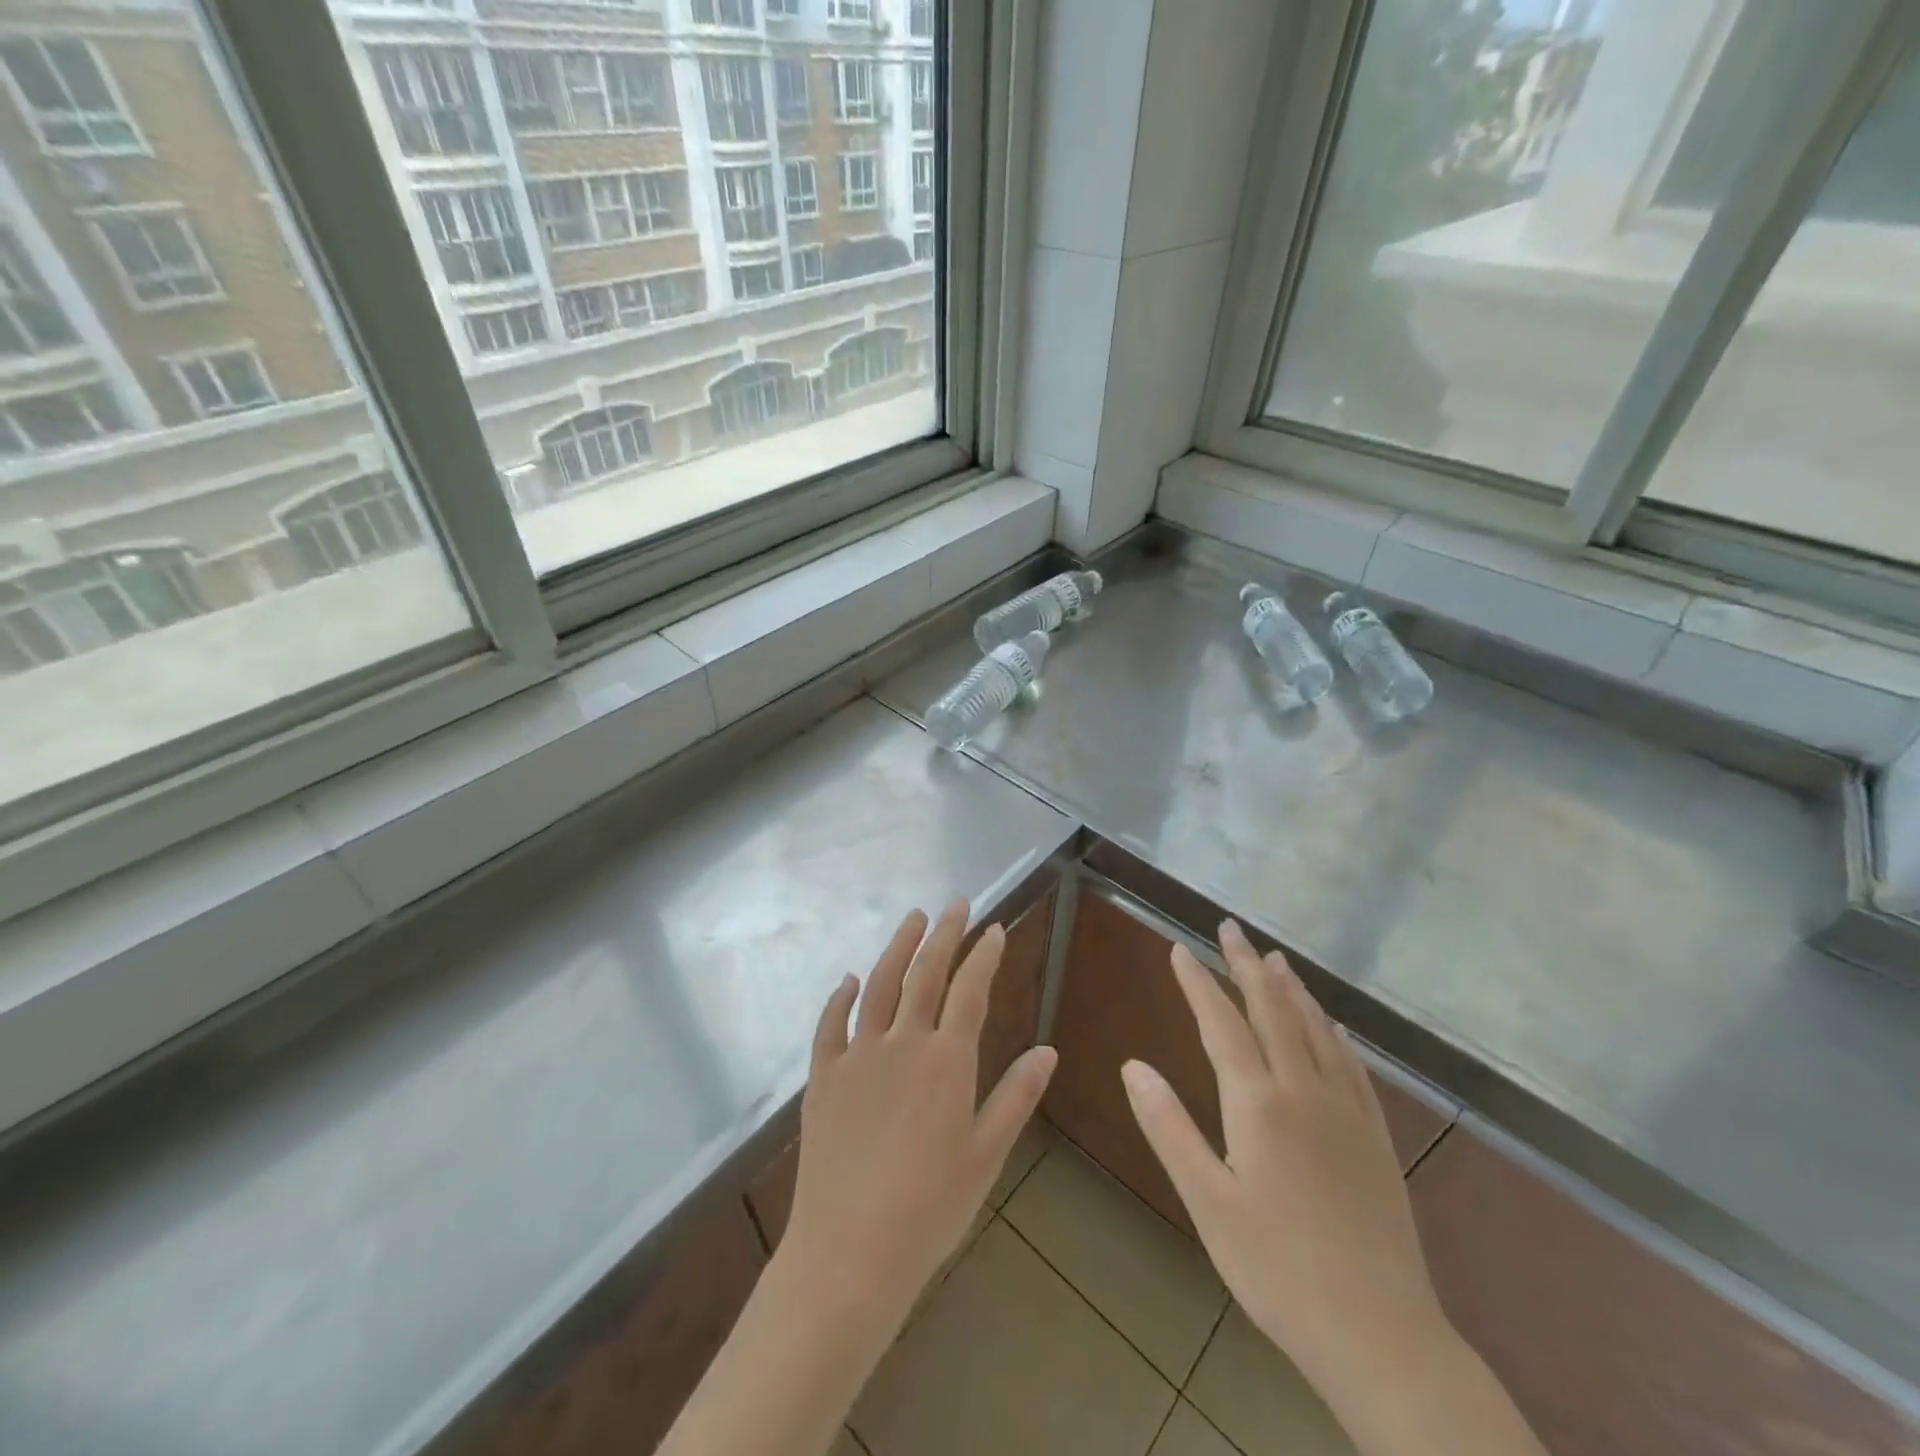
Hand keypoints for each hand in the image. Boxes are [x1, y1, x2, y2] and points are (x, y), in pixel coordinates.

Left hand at [778, 901, 1058, 1336]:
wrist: (849, 1251)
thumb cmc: (930, 1208)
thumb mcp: (986, 1154)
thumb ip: (1016, 1096)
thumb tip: (1047, 1049)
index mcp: (946, 1060)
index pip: (970, 990)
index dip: (984, 955)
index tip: (994, 928)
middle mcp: (902, 1042)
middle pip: (925, 973)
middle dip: (944, 934)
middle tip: (956, 905)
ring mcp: (857, 1055)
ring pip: (879, 984)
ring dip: (897, 947)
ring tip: (912, 918)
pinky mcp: (823, 1076)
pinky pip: (831, 1024)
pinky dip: (841, 997)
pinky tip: (850, 980)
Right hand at [1122, 920, 1447, 1396]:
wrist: (1382, 1336)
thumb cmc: (1277, 1270)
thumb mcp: (1208, 1203)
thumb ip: (1168, 1127)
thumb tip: (1132, 1065)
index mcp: (1258, 1104)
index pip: (1221, 1024)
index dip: (1198, 982)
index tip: (1180, 948)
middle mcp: (1304, 1091)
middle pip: (1272, 1010)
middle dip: (1247, 965)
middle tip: (1230, 928)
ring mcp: (1346, 1111)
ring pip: (1315, 1029)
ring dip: (1291, 988)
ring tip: (1275, 958)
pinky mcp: (1376, 1136)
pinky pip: (1352, 1064)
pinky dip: (1333, 1032)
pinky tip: (1331, 1025)